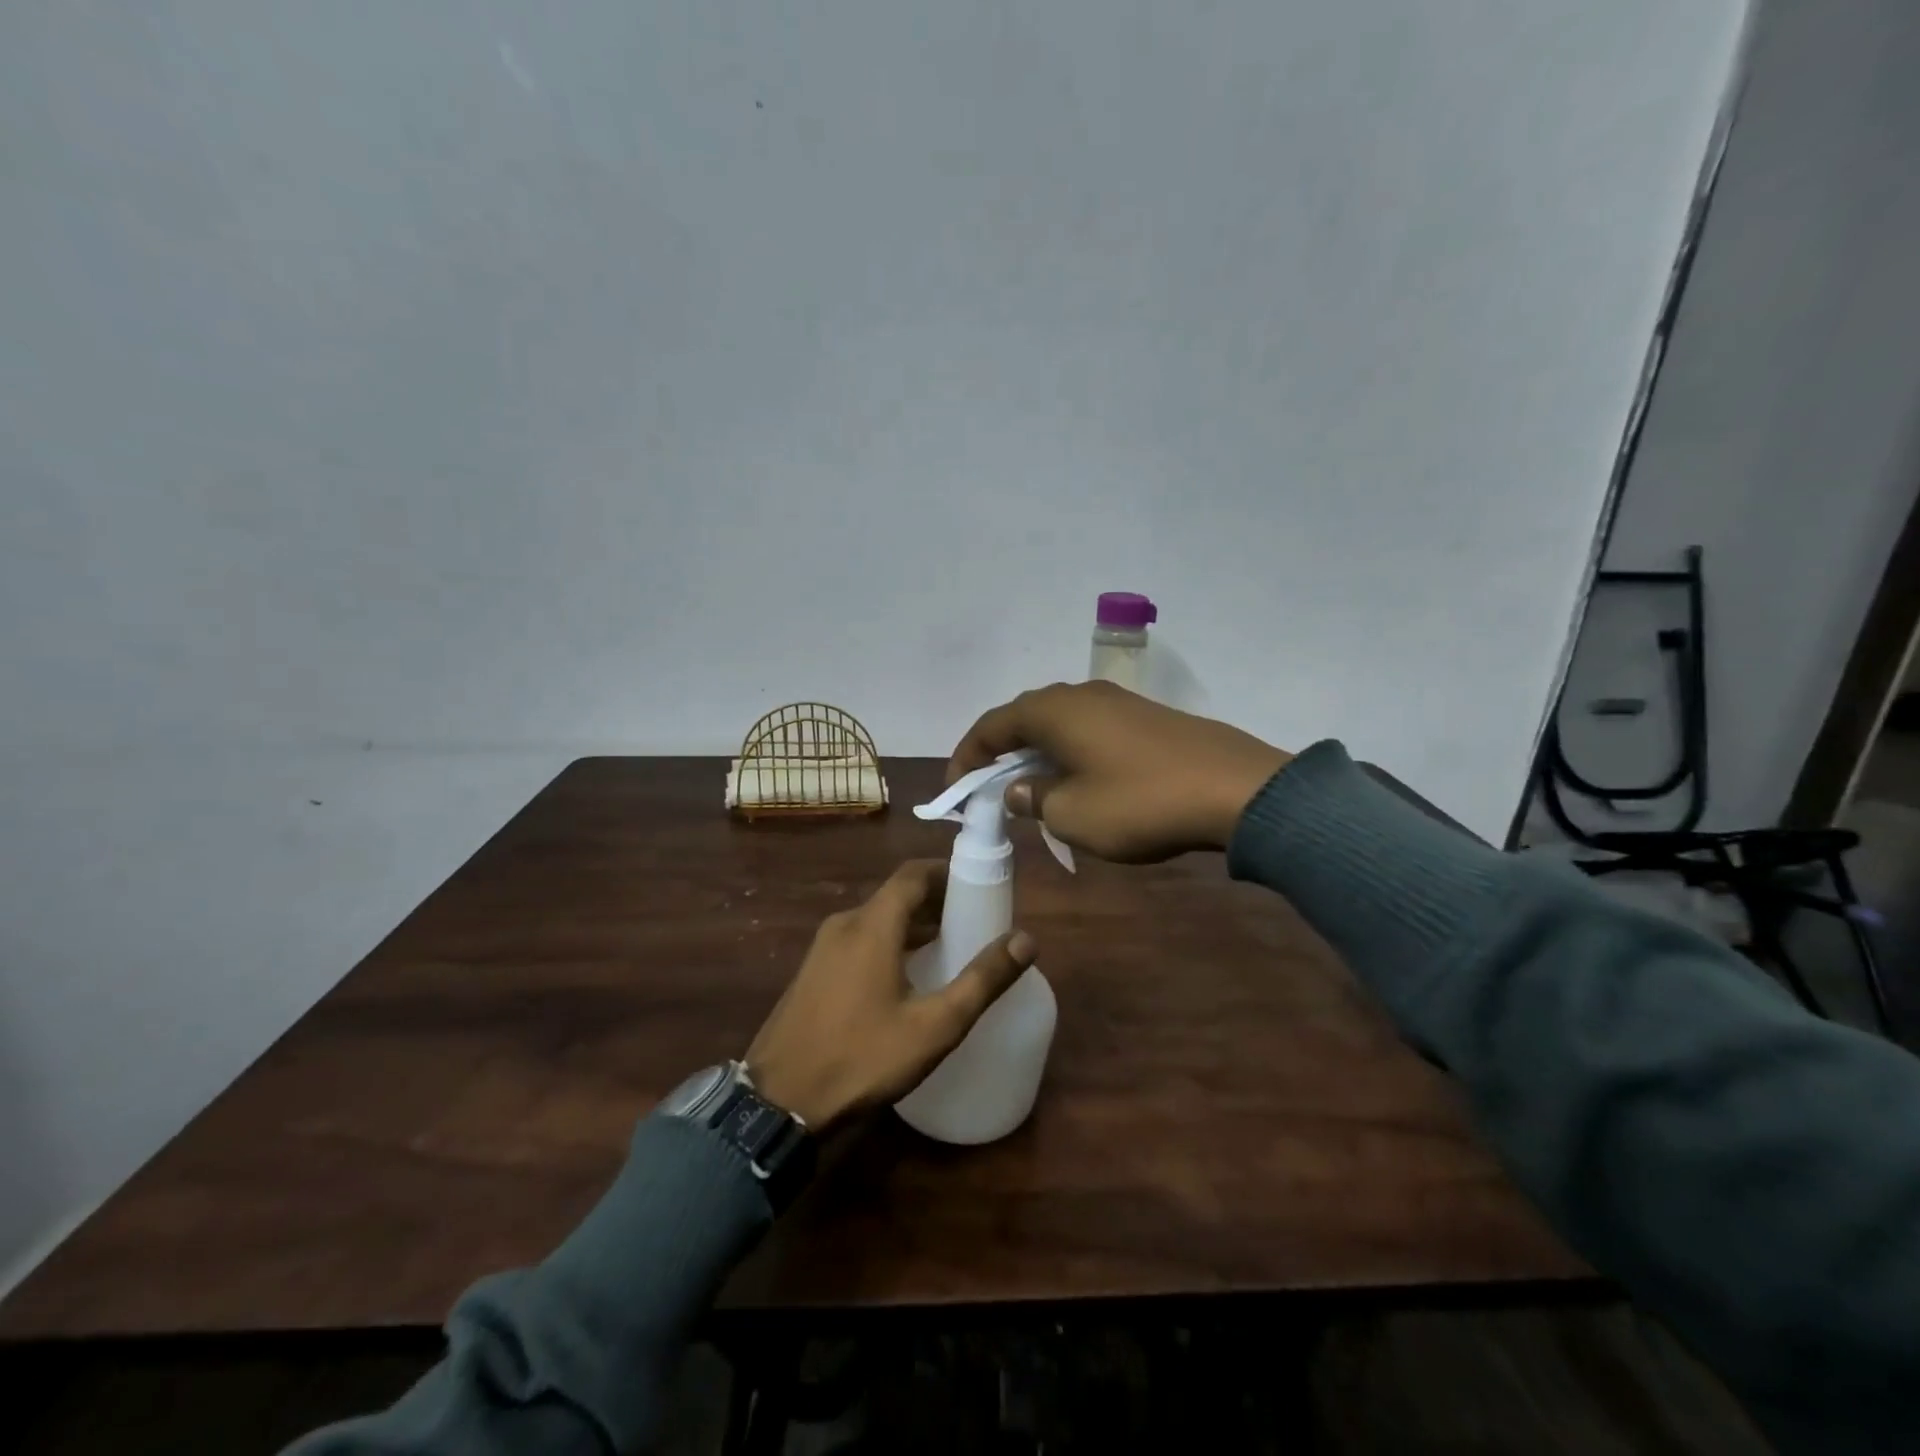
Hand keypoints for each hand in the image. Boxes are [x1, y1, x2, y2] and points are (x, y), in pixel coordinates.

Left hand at [746, 860, 1035, 1131]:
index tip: (979, 885)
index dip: (947, 872)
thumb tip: (1026, 939)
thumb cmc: (862, 1057)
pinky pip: (858, 940)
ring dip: (912, 924)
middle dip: (936, 901)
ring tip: (948, 947)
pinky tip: (906, 977)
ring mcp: (822, 948)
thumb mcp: (934, 1025)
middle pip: (896, 895)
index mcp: (872, 925)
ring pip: (876, 919)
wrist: (777, 1103)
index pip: (913, 874)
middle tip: (973, 921)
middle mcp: (844, 924)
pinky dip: (888, 942)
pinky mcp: (812, 972)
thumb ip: (982, 980)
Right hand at [948, 681, 1292, 862]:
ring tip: (1032, 790)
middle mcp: (1080, 696)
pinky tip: (1080, 783)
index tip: (956, 790)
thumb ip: (1035, 799)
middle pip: (1023, 719)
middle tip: (989, 790)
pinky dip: (1070, 754)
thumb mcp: (1072, 814)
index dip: (966, 756)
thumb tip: (1019, 788)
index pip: (991, 725)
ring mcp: (1117, 703)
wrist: (1235, 790)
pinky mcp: (1146, 718)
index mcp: (1052, 711)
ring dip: (1037, 755)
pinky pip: (1089, 731)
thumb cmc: (1139, 802)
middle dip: (1000, 754)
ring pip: (1059, 725)